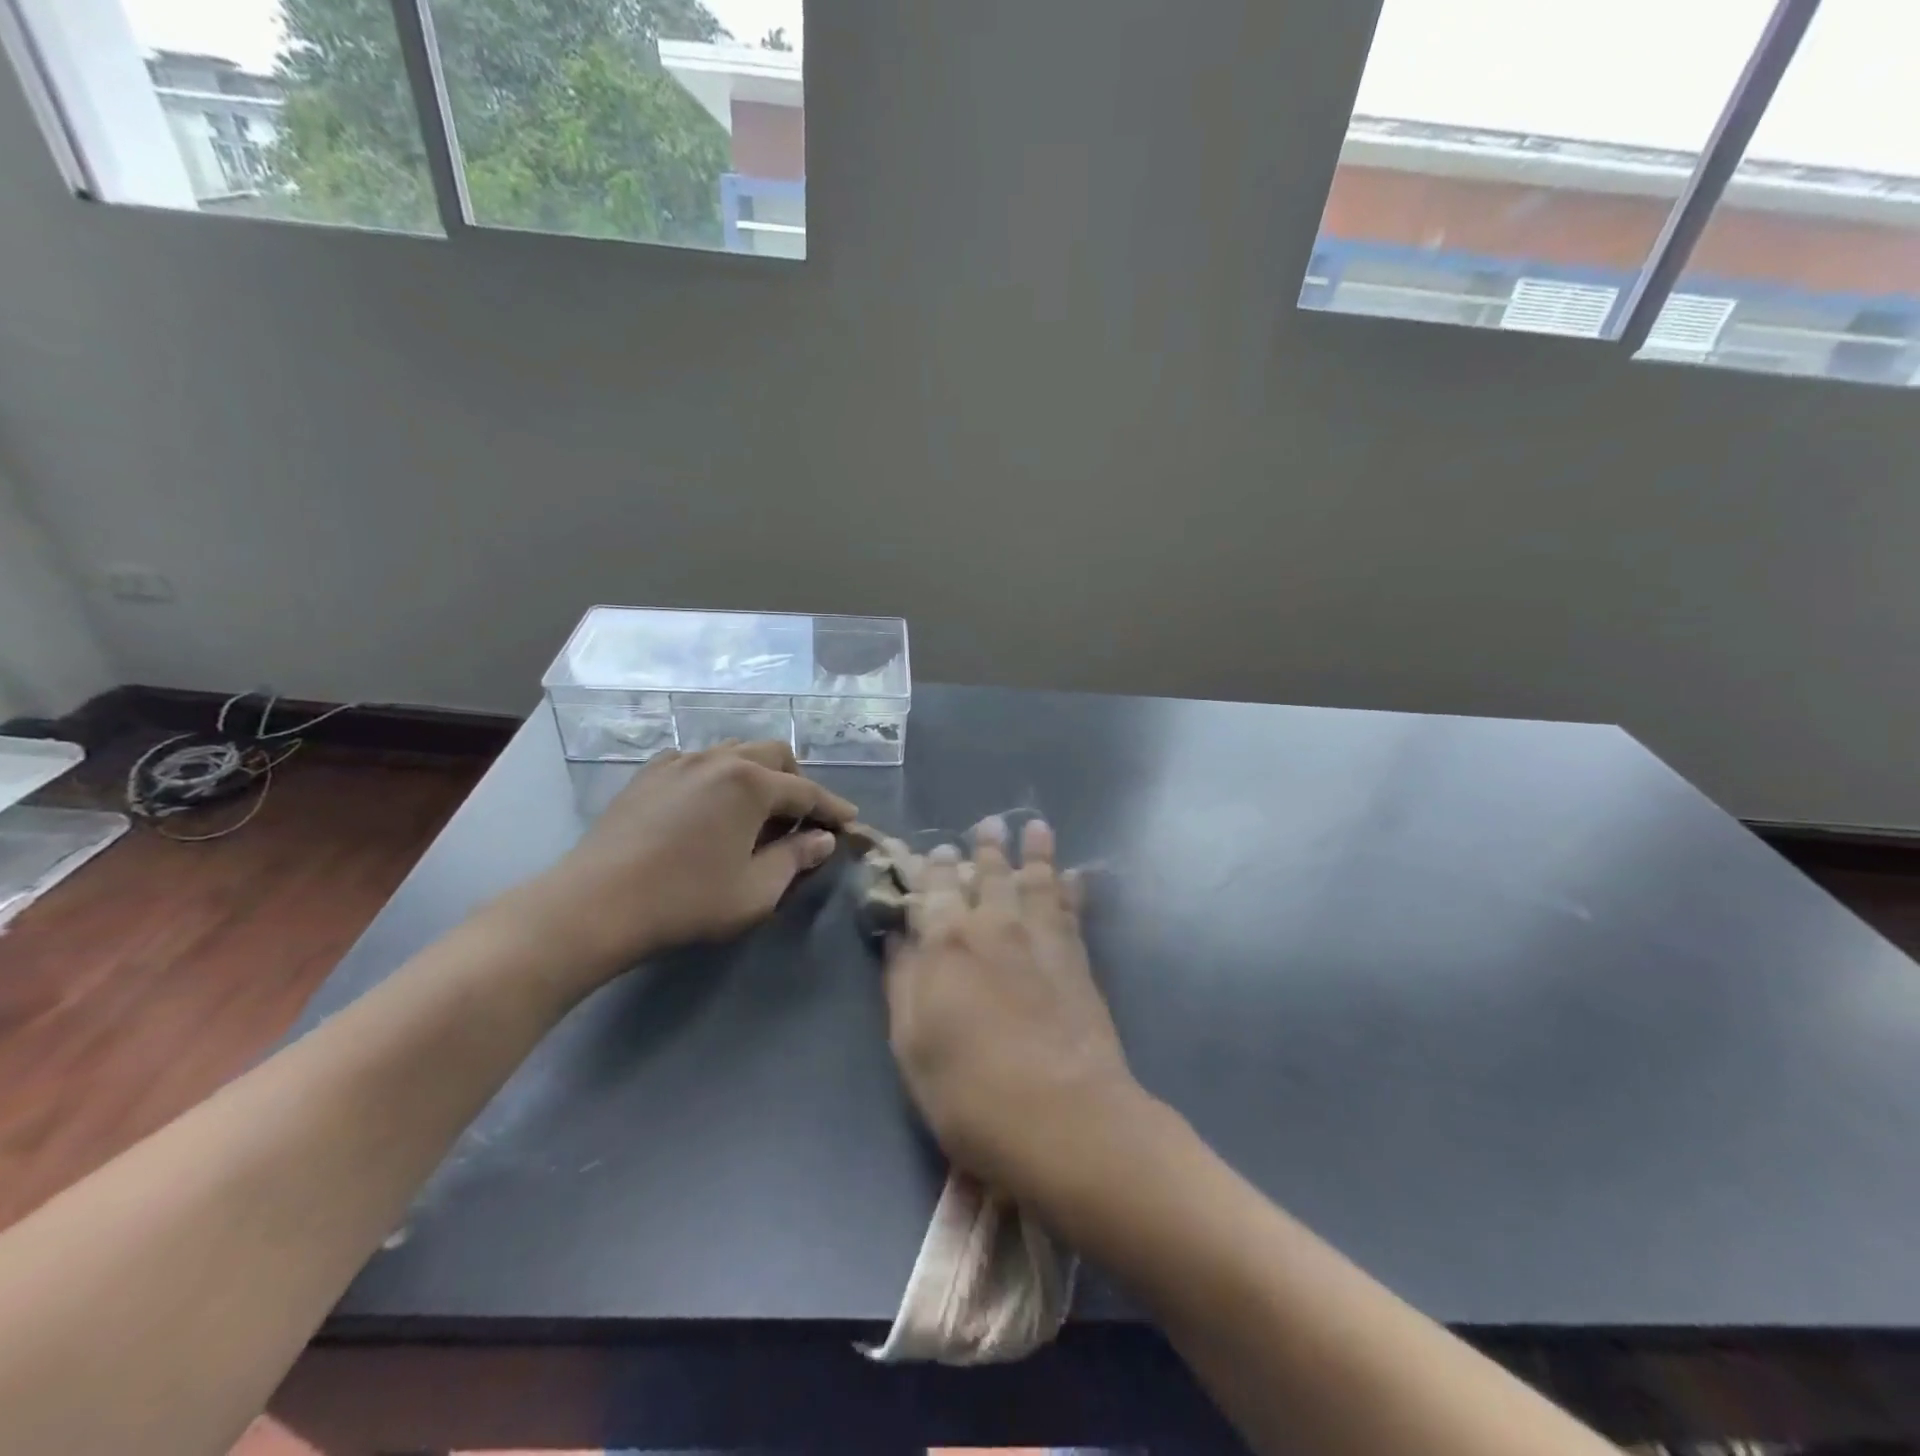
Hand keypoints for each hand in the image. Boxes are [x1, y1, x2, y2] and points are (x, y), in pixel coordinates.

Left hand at [516, 740, 856, 987]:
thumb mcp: (756, 890)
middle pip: (773, 755)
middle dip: (796, 781)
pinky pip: (697, 762)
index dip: (832, 807)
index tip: (850, 821)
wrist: (594, 904)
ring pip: (734, 752)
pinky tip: (710, 806)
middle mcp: (718, 759)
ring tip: (758, 810)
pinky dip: (718, 777)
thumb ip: (796, 859)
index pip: (806, 791)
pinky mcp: (648, 775)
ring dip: (757, 775)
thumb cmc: (686, 900)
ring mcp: (678, 762)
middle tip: (802, 817)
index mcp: (751, 783)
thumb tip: (822, 838)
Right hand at [883, 816, 1138, 1203]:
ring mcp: (1040, 938)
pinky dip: (1073, 887)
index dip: (934, 868)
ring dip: (1034, 851)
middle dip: (984, 848)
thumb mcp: (912, 1044)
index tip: (935, 850)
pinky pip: (1073, 908)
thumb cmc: (970, 1091)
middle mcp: (994, 926)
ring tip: (1035, 827)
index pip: (936, 889)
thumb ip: (903, 981)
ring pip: (1034, 879)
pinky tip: (1075, 873)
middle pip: (988, 875)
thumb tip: (898, 937)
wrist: (1063, 1116)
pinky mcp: (1076, 957)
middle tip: (988, 824)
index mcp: (946, 942)